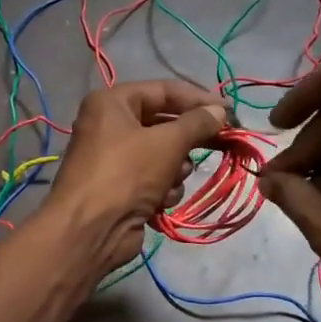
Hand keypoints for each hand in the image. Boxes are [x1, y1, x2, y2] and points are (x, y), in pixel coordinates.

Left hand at [47, 79, 228, 274]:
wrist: (90, 230)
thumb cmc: (126, 174)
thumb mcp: (167, 142)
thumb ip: (197, 123)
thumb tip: (220, 111)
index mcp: (112, 103)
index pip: (164, 91)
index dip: (199, 99)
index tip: (230, 111)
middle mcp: (110, 126)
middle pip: (163, 124)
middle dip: (189, 139)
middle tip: (223, 143)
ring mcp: (114, 160)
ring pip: (163, 155)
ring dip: (175, 169)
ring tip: (174, 179)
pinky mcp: (121, 189)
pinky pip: (153, 180)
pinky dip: (162, 189)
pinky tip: (161, 201)